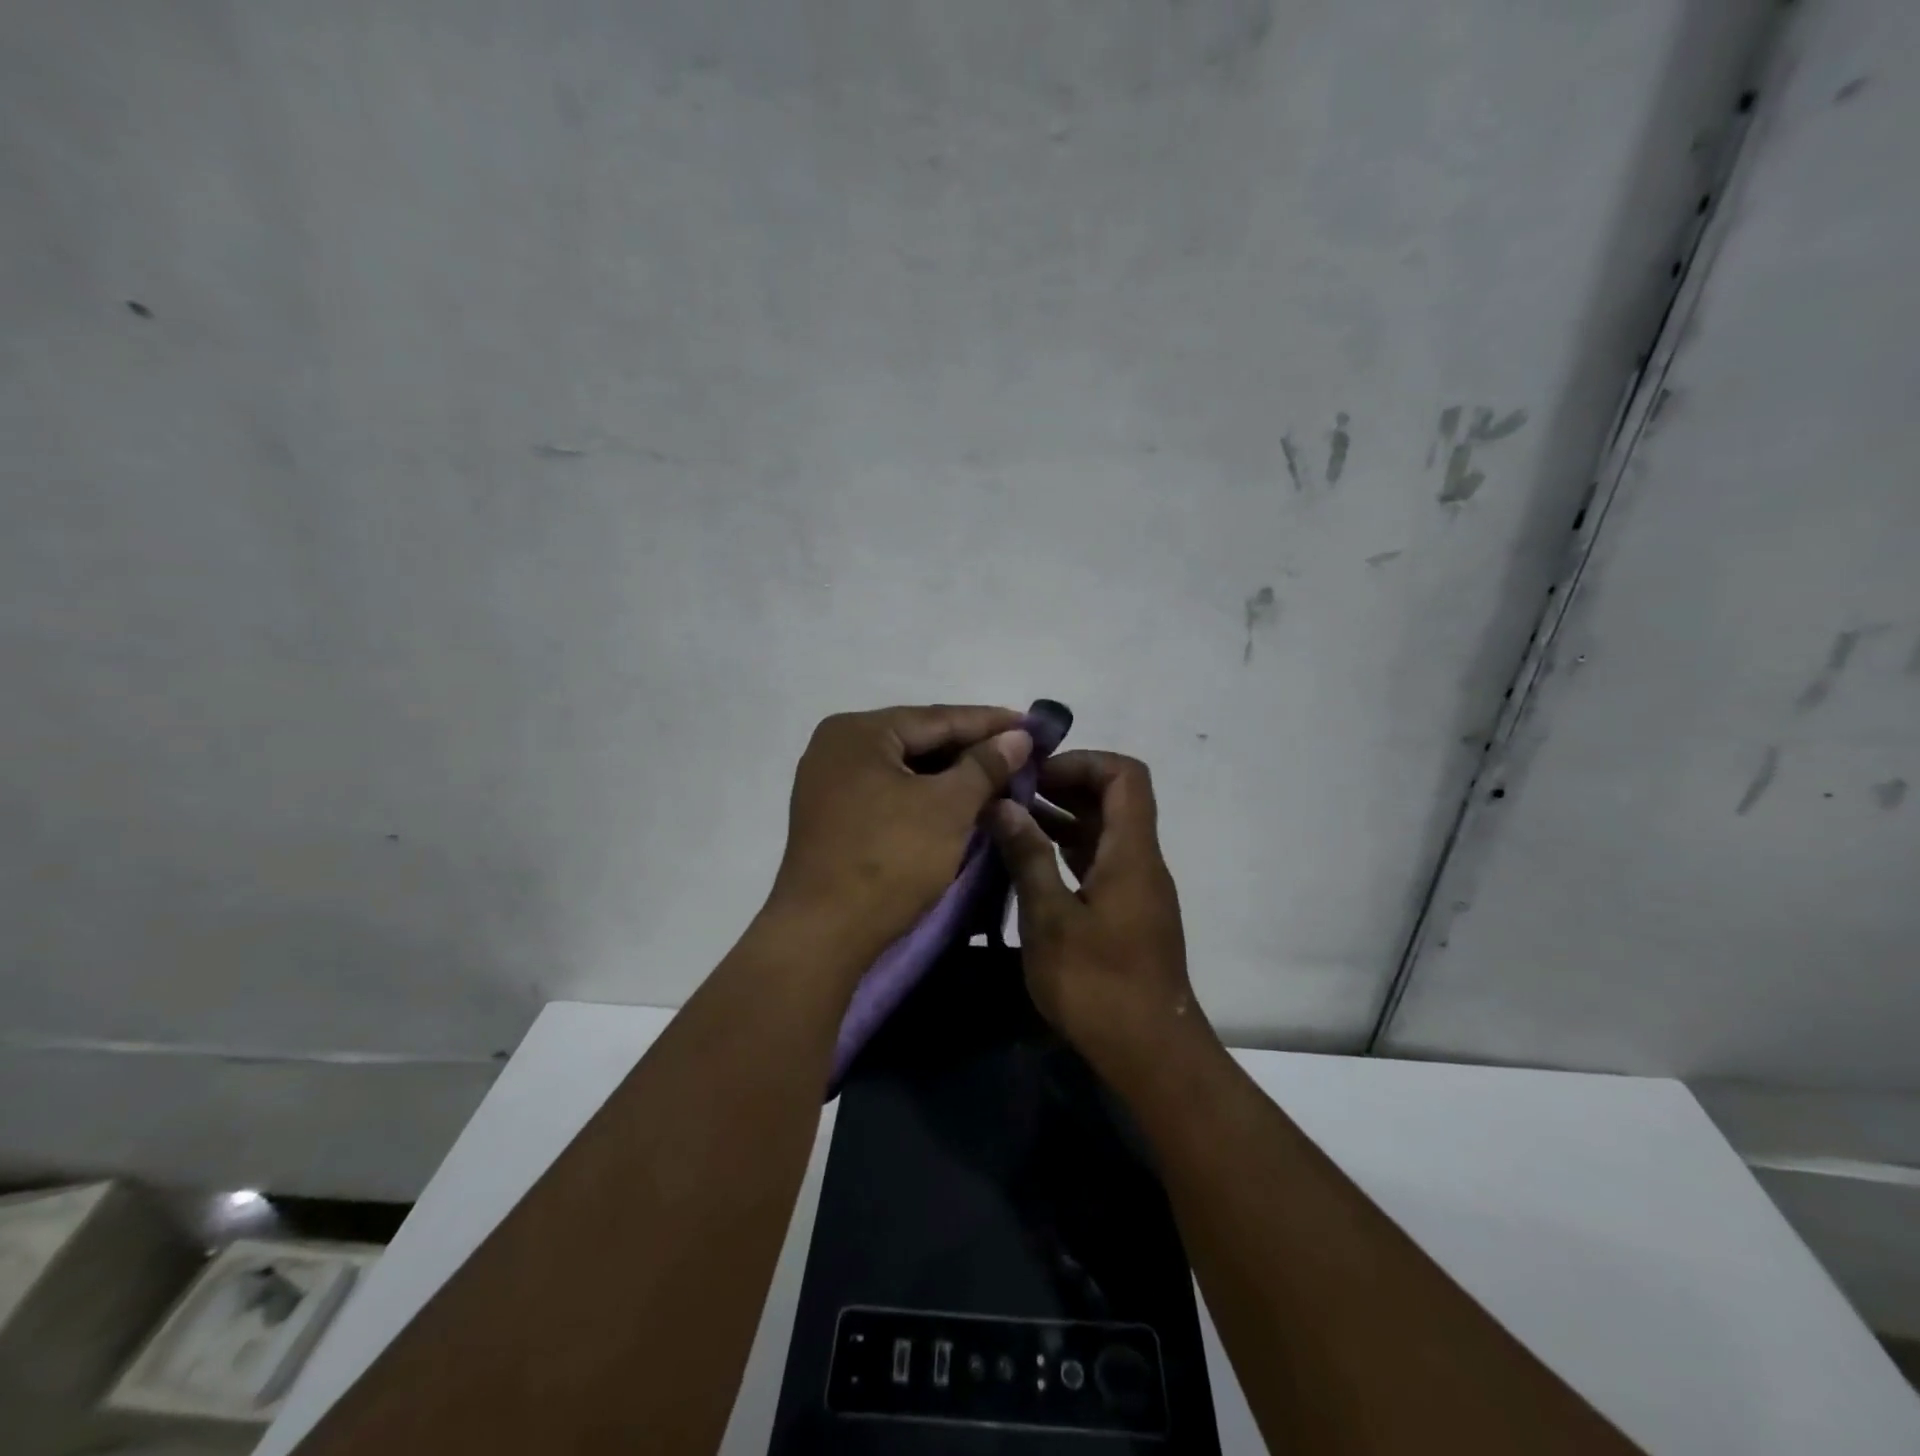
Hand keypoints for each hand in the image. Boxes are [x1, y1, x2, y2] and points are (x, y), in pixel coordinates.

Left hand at [765, 705, 1031, 972]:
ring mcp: (829, 783)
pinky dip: (925, 796)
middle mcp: (837, 747)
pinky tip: (959, 804)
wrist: (823, 934)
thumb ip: (985, 765)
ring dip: (951, 776)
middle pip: (919, 740)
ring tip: (999, 779)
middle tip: (1021, 754)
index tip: (1034, 725)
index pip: (937, 717)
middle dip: (972, 750)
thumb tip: (1018, 737)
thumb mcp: (948, 807)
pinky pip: (889, 792)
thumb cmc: (889, 859)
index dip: (990, 722)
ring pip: (905, 769)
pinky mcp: (832, 816)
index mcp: (858, 732)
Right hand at [989, 751, 1208, 1083]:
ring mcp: (1135, 888)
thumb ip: (1028, 857)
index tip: (1036, 775)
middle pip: (1113, 799)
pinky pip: (1098, 861)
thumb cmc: (1099, 985)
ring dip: (1062, 819)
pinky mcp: (1126, 913)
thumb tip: (1004, 806)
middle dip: (1063, 786)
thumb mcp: (1051, 919)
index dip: (1082, 762)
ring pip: (1103, 832)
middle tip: (1012, 794)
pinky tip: (1027, 861)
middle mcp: (1140, 861)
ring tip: (1009, 821)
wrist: (1151, 1054)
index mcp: (1132, 852)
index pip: (1124, 775)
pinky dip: (1066, 850)